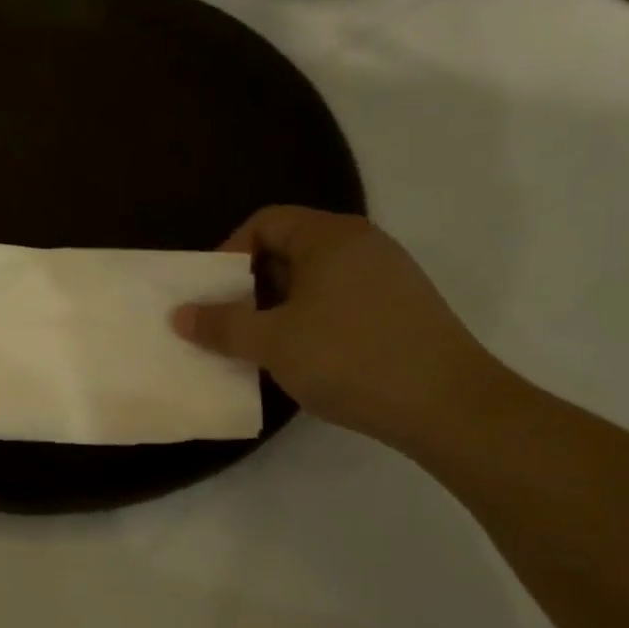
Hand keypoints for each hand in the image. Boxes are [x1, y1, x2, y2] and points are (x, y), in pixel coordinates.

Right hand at [174, 207, 504, 447]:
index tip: (213, 294)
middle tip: (229, 322)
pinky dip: (310, 320)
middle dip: (250, 284)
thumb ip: (221, 324)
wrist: (448, 405)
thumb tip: (180, 314)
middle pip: (289, 248)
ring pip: (314, 279)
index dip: (229, 252)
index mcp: (330, 237)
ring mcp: (388, 276)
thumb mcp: (273, 342)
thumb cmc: (349, 358)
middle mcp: (362, 244)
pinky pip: (339, 300)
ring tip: (260, 345)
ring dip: (278, 306)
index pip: (265, 221)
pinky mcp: (401, 308)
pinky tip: (303, 357)